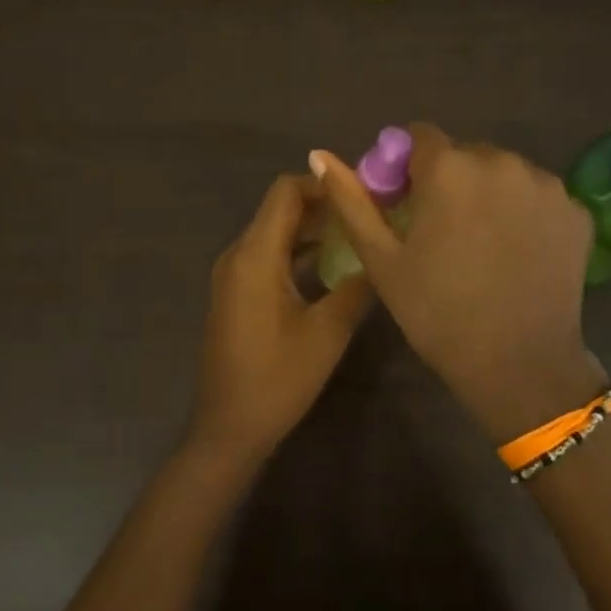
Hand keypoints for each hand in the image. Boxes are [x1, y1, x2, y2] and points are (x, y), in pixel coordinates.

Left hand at [189, 174, 374, 463]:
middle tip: (370, 211)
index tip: (364, 190)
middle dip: (324, 205)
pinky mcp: (236, 293)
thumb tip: (381, 254)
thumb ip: (357, 286)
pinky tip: (333, 265)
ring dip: (313, 229)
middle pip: (280, 209)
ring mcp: (233, 274)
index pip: (285, 192)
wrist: (229, 427)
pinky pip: (268, 255)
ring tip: (359, 233)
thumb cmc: (277, 379)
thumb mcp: (328, 332)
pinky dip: (298, 251)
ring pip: (275, 233)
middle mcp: (238, 255)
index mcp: (254, 256)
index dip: (323, 183)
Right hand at [310, 124, 604, 442]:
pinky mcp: (576, 211)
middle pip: (464, 153)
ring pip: (504, 172)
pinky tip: (517, 252)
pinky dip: (524, 212)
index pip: (420, 136)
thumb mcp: (382, 259)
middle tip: (442, 229)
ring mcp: (546, 185)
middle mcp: (502, 162)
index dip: (407, 165)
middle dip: (449, 179)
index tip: (406, 201)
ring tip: (483, 244)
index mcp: (449, 168)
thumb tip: (319, 155)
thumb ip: (351, 200)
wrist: (518, 365)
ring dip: (488, 193)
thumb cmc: (437, 312)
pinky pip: (538, 196)